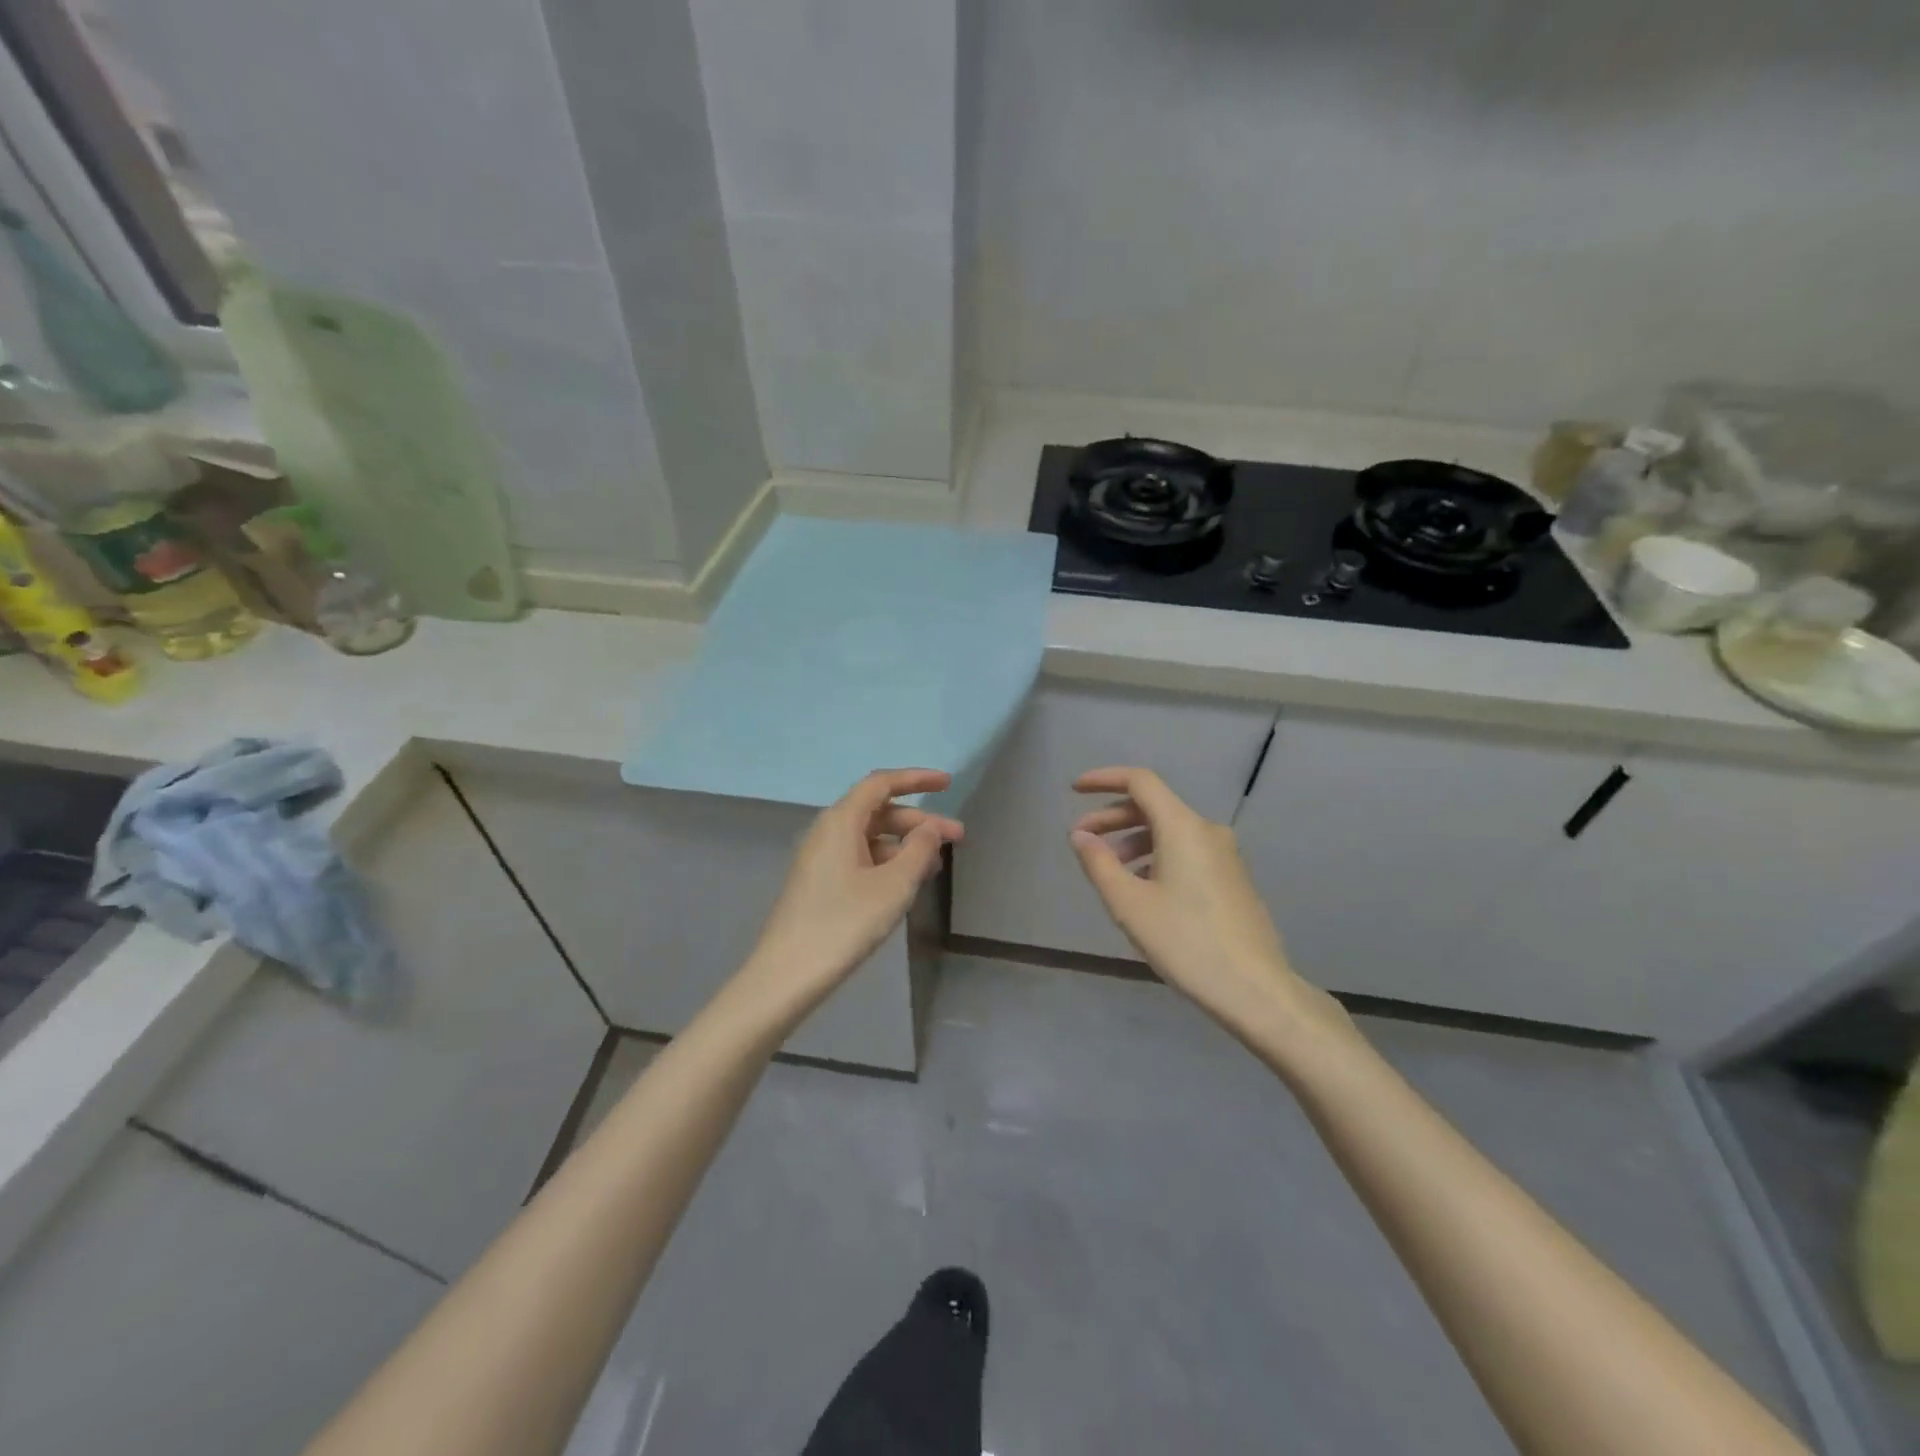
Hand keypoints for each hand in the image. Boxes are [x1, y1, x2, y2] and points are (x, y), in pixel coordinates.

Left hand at [740, 769, 962, 1021]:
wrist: (787, 974)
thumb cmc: (844, 923)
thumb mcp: (893, 886)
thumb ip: (918, 850)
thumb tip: (930, 828)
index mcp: (841, 821)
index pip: (881, 784)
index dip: (916, 779)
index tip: (948, 784)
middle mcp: (828, 831)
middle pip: (879, 811)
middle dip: (919, 821)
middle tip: (957, 838)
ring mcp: (821, 858)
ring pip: (871, 837)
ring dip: (905, 844)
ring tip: (937, 865)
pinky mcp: (820, 882)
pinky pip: (860, 857)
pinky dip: (888, 862)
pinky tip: (907, 883)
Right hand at [1070, 766, 1351, 1050]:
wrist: (1255, 989)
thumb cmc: (1185, 942)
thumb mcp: (1129, 904)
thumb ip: (1099, 863)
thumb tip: (1080, 835)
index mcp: (1183, 827)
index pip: (1140, 781)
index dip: (1104, 779)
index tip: (1075, 790)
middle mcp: (1207, 831)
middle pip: (1153, 806)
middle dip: (1113, 817)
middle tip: (1082, 840)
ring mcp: (1225, 855)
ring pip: (1170, 831)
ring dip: (1133, 840)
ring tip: (1109, 870)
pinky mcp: (1232, 878)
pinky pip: (1186, 851)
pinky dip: (1156, 856)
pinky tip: (1142, 888)